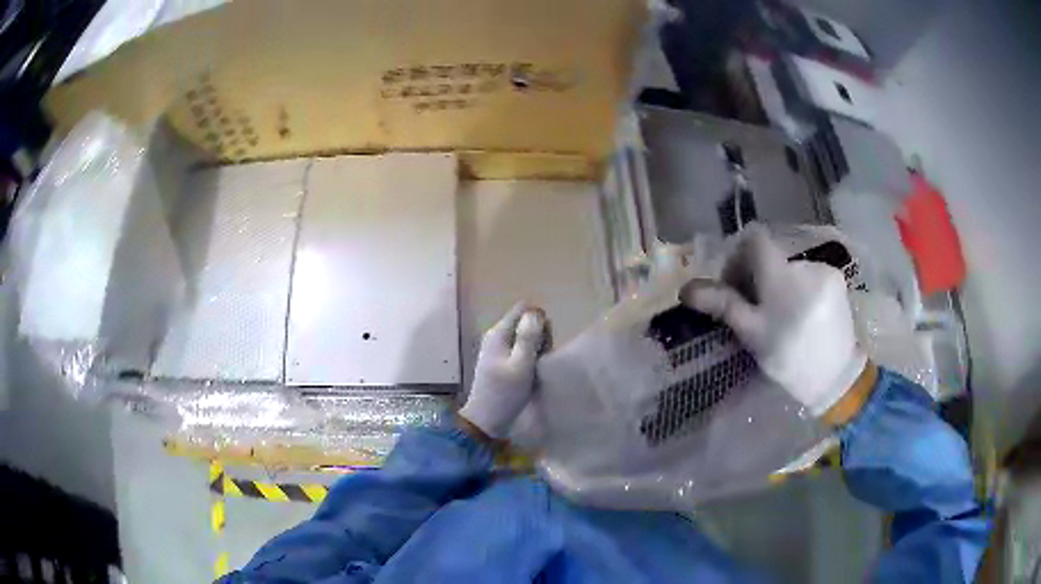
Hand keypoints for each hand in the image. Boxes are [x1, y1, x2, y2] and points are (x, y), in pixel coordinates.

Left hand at [459, 304, 547, 438]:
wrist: (486, 420)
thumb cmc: (505, 393)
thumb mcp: (521, 365)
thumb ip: (529, 337)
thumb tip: (536, 312)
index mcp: (499, 333)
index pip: (524, 308)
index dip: (539, 320)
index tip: (544, 341)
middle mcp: (496, 336)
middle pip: (525, 322)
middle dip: (540, 335)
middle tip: (541, 357)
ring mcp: (498, 349)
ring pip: (525, 337)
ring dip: (537, 348)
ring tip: (537, 368)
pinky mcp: (501, 362)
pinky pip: (521, 350)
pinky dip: (530, 358)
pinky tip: (531, 373)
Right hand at [682, 225, 866, 416]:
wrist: (836, 377)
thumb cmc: (789, 358)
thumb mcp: (753, 335)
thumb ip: (724, 305)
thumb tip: (686, 289)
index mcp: (781, 276)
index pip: (754, 239)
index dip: (738, 255)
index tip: (734, 284)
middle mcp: (804, 264)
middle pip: (771, 255)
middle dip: (756, 276)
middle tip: (752, 308)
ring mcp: (824, 270)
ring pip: (788, 266)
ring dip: (777, 283)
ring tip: (778, 316)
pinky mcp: (836, 279)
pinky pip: (807, 274)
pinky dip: (797, 288)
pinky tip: (799, 314)